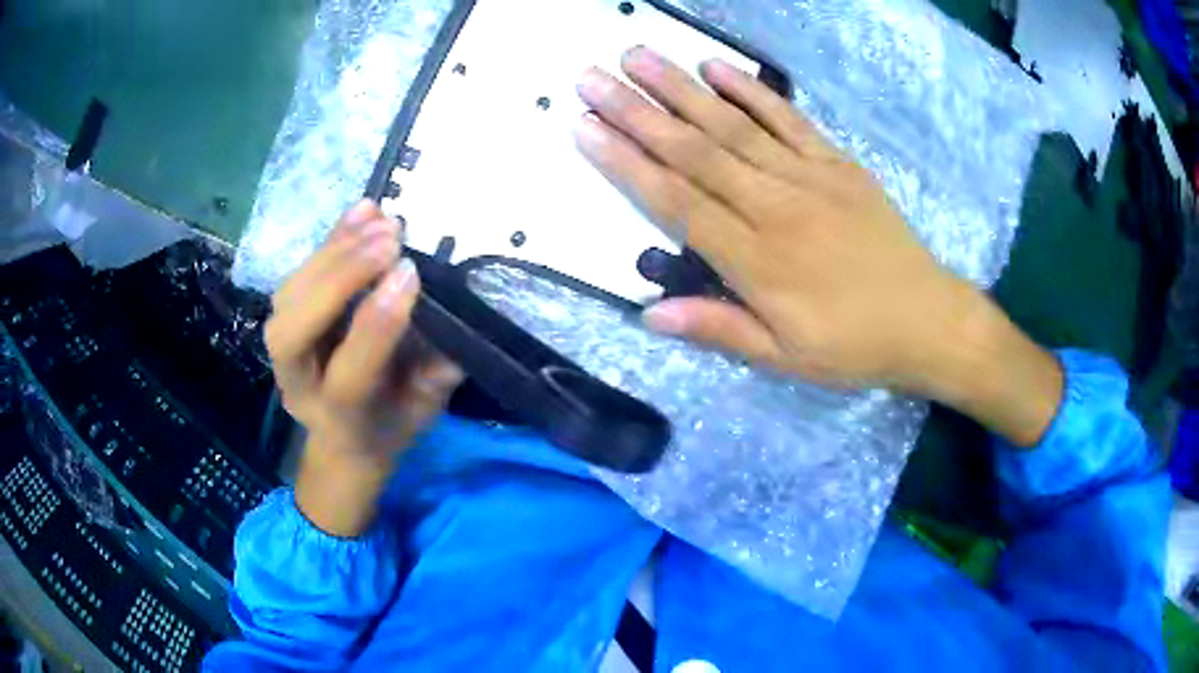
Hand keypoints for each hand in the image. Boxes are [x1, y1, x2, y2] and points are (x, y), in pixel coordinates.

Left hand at [265, 201, 462, 533]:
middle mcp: (299, 384)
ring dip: (333, 252)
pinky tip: (362, 212)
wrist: (345, 436)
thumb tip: (455, 313)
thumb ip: (438, 370)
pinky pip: (296, 275)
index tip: (411, 273)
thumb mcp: (424, 409)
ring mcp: (282, 351)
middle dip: (339, 280)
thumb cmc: (391, 422)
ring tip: (380, 220)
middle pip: (294, 333)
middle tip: (389, 240)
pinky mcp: (284, 318)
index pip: (348, 374)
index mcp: (339, 419)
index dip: (376, 325)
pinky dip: (328, 240)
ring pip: (289, 297)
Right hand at [575, 48, 1060, 445]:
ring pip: (733, 126)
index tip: (586, 129)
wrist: (926, 320)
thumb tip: (649, 313)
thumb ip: (719, 329)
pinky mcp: (837, 163)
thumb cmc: (853, 345)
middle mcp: (775, 207)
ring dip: (681, 88)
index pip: (677, 202)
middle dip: (637, 111)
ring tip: (639, 56)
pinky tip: (716, 67)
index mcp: (757, 261)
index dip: (627, 163)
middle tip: (593, 77)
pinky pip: (788, 120)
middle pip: (696, 152)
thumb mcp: (785, 358)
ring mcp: (808, 177)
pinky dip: (751, 91)